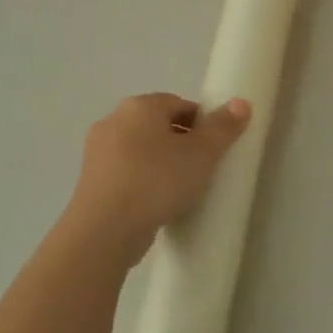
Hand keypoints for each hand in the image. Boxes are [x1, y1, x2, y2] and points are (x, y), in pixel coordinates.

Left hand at [66, 93, 250, 265]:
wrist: (105, 230)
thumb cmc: (157, 181)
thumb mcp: (202, 153)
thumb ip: (223, 127)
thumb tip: (241, 102)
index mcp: (139, 106)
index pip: (179, 102)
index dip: (202, 122)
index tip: (216, 147)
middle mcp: (113, 121)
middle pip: (158, 124)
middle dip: (182, 141)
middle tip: (203, 166)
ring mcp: (97, 152)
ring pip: (141, 149)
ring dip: (162, 161)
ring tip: (183, 187)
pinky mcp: (91, 181)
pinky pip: (127, 171)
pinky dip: (144, 179)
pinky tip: (158, 201)